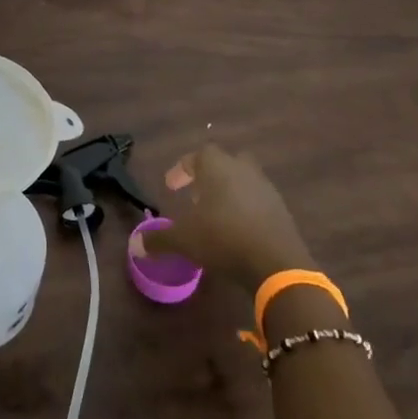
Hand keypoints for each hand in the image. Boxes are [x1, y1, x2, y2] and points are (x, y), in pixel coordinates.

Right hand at [135, 143, 312, 291]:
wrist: (277, 264)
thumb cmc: (222, 238)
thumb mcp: (184, 240)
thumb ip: (159, 239)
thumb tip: (135, 245)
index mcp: (216, 167)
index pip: (196, 155)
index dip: (181, 169)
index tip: (171, 187)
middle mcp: (242, 170)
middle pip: (225, 162)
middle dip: (210, 175)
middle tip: (197, 196)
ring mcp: (266, 189)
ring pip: (244, 180)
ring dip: (230, 192)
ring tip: (216, 216)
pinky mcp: (282, 211)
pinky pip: (259, 201)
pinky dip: (247, 210)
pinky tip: (238, 231)